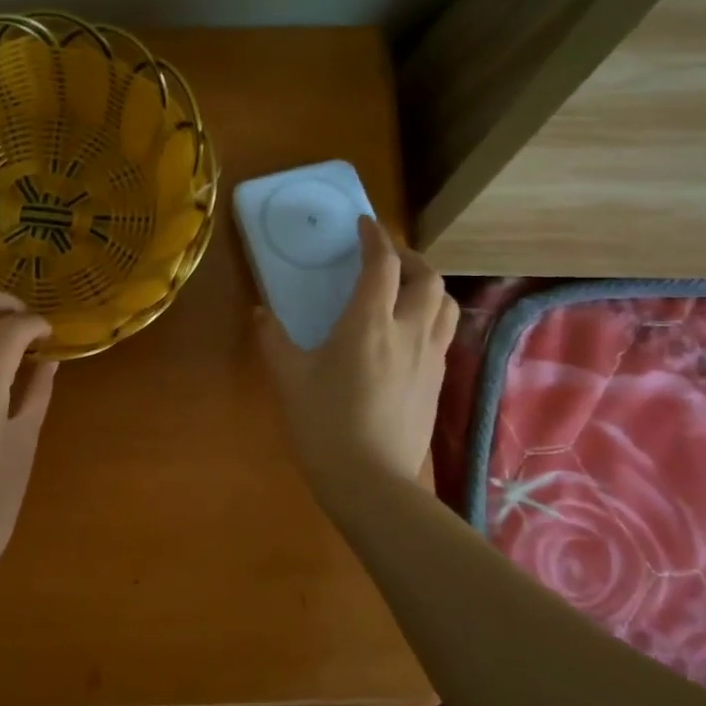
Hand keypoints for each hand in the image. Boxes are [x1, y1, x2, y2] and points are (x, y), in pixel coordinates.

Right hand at [255, 217, 459, 507]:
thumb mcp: (289, 379)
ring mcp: (430, 357)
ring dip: (428, 286)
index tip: (363, 224)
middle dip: (408, 257)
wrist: (371, 480)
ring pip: (446, 304)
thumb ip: (273, 339)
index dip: (374, 237)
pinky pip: (444, 333)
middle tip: (386, 257)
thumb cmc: (324, 424)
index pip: (382, 264)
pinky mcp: (438, 382)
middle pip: (426, 277)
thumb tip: (259, 312)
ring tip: (405, 289)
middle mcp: (409, 330)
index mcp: (369, 323)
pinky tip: (410, 333)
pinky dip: (431, 316)